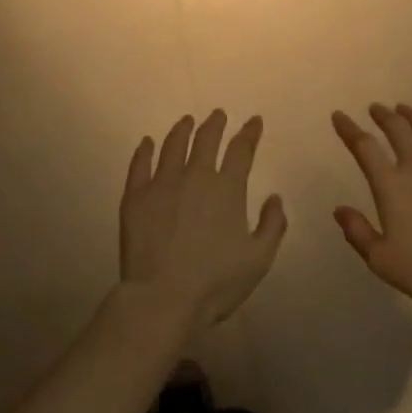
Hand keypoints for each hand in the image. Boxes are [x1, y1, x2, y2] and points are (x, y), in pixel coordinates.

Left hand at [121, 111, 287, 329]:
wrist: (163, 298)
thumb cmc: (215, 283)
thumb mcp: (258, 260)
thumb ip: (272, 226)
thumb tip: (275, 198)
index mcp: (227, 189)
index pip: (241, 150)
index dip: (249, 133)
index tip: (254, 121)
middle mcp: (195, 176)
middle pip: (206, 139)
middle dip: (215, 124)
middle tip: (218, 114)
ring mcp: (162, 183)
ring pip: (173, 145)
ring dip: (182, 129)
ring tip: (186, 121)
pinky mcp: (136, 196)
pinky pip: (140, 164)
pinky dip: (145, 150)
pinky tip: (147, 142)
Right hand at [331, 104, 411, 312]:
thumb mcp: (382, 260)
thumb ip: (358, 232)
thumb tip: (340, 210)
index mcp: (391, 184)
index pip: (364, 146)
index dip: (349, 129)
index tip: (339, 116)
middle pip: (397, 129)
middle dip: (383, 115)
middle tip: (376, 108)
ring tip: (406, 110)